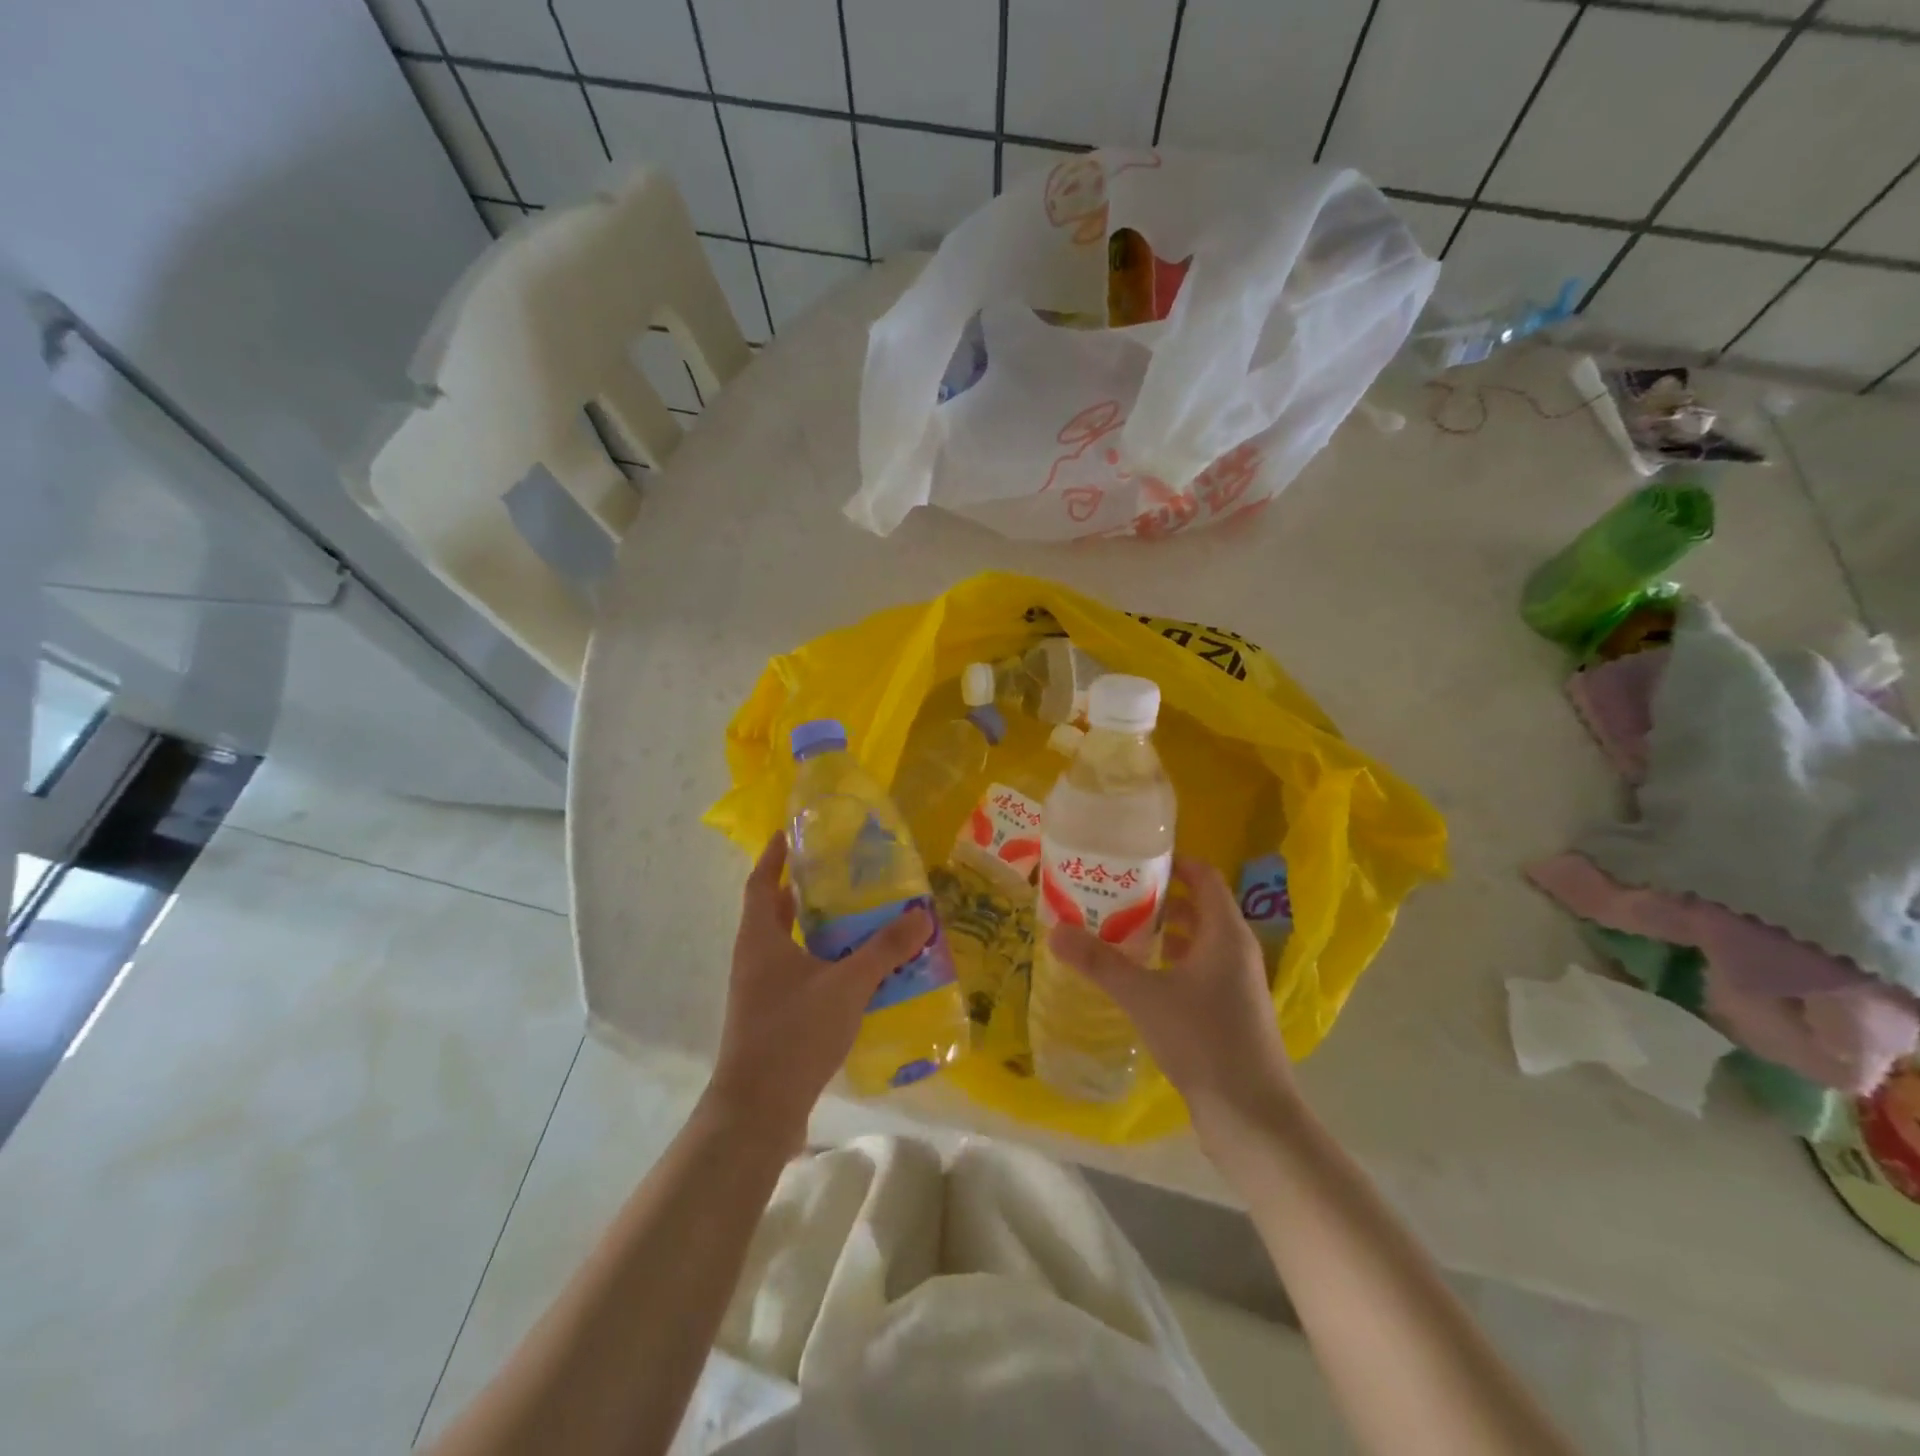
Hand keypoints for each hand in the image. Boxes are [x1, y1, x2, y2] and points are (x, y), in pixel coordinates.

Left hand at [705, 834, 932, 1145]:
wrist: (757, 1111)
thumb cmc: (794, 1033)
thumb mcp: (847, 985)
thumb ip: (885, 949)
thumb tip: (922, 914)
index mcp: (760, 939)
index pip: (760, 883)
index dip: (773, 856)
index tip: (790, 833)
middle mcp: (754, 959)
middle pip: (773, 913)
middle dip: (800, 890)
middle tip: (838, 873)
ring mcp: (759, 991)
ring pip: (786, 946)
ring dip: (813, 928)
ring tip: (854, 917)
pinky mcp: (771, 1018)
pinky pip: (796, 974)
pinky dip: (819, 962)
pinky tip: (852, 972)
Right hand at [1046, 857, 1297, 1138]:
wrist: (1252, 1116)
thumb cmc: (1203, 1040)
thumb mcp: (1143, 996)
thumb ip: (1099, 963)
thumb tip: (1055, 931)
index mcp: (1225, 933)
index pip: (1204, 876)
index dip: (1173, 862)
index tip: (1133, 859)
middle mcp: (1236, 951)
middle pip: (1199, 906)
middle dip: (1158, 898)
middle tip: (1114, 894)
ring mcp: (1237, 983)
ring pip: (1198, 941)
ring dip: (1163, 932)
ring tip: (1118, 930)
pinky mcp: (1231, 1012)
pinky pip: (1199, 970)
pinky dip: (1171, 962)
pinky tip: (1139, 977)